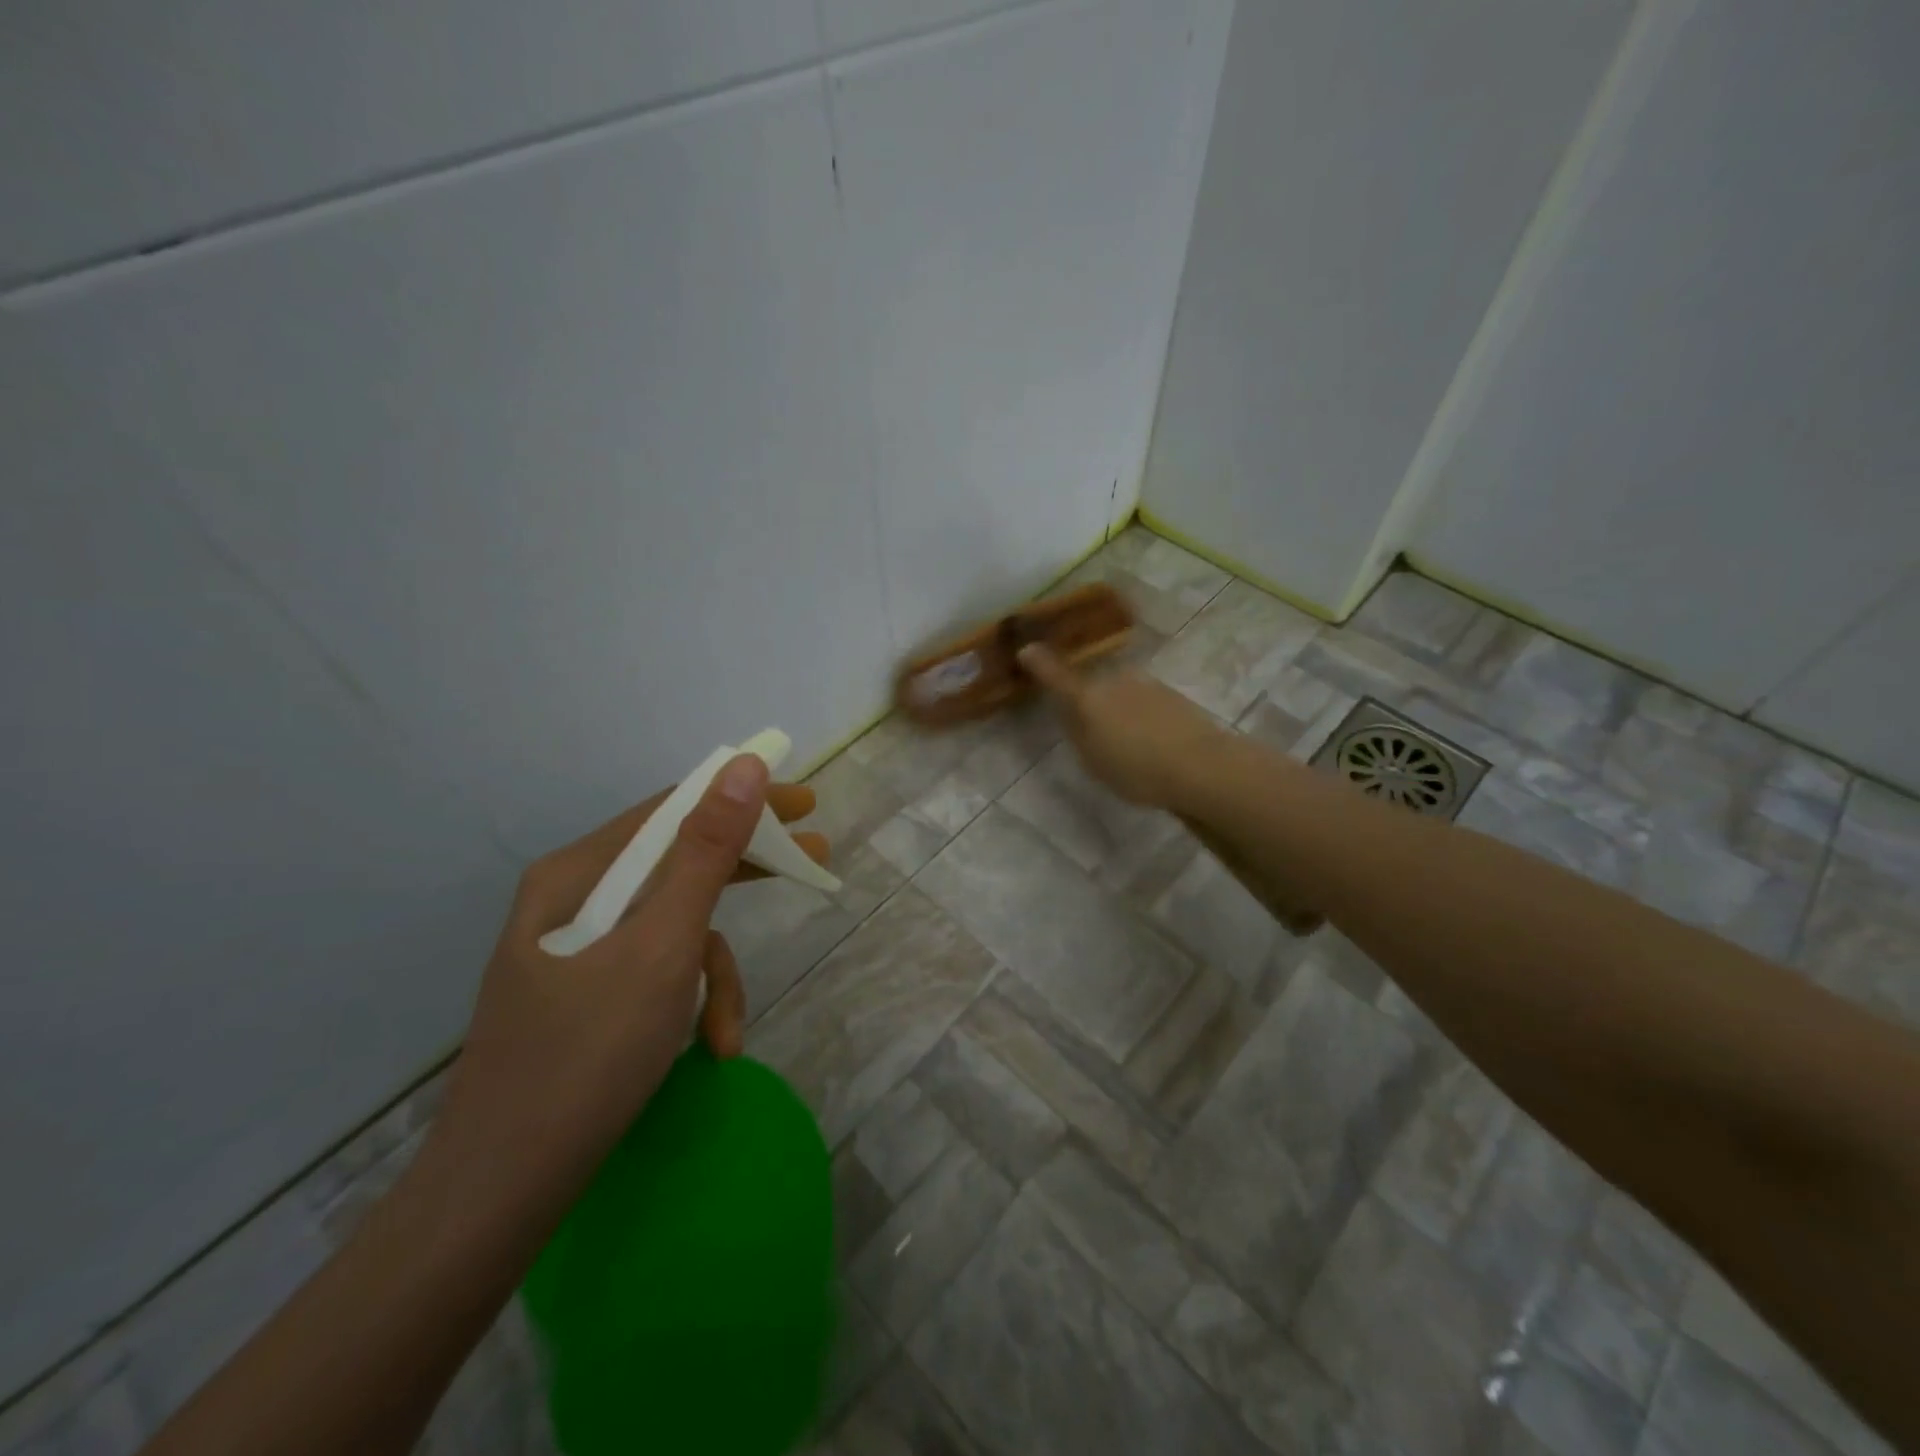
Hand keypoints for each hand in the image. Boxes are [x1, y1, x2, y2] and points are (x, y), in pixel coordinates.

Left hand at [429, 757, 829, 1214]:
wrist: (498, 1195)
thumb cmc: (587, 1056)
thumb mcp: (663, 946)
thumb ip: (706, 853)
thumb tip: (743, 765)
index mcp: (578, 874)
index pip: (673, 809)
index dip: (743, 798)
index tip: (804, 803)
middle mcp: (573, 900)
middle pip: (676, 862)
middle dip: (745, 871)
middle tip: (813, 861)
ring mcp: (577, 951)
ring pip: (672, 927)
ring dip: (712, 973)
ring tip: (729, 1032)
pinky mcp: (585, 995)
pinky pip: (654, 971)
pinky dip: (688, 1002)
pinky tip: (706, 1048)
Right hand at [1019, 643, 1228, 808]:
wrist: (1202, 766)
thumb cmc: (1136, 769)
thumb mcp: (1094, 761)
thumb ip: (1078, 732)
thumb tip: (1071, 712)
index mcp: (1088, 699)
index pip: (1057, 677)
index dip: (1039, 663)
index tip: (1026, 649)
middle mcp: (1114, 682)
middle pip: (1094, 689)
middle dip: (1091, 705)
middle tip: (1097, 739)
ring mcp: (1146, 685)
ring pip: (1121, 695)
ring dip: (1120, 713)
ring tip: (1133, 749)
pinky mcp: (1172, 695)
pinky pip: (1145, 704)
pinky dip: (1143, 719)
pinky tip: (1156, 747)